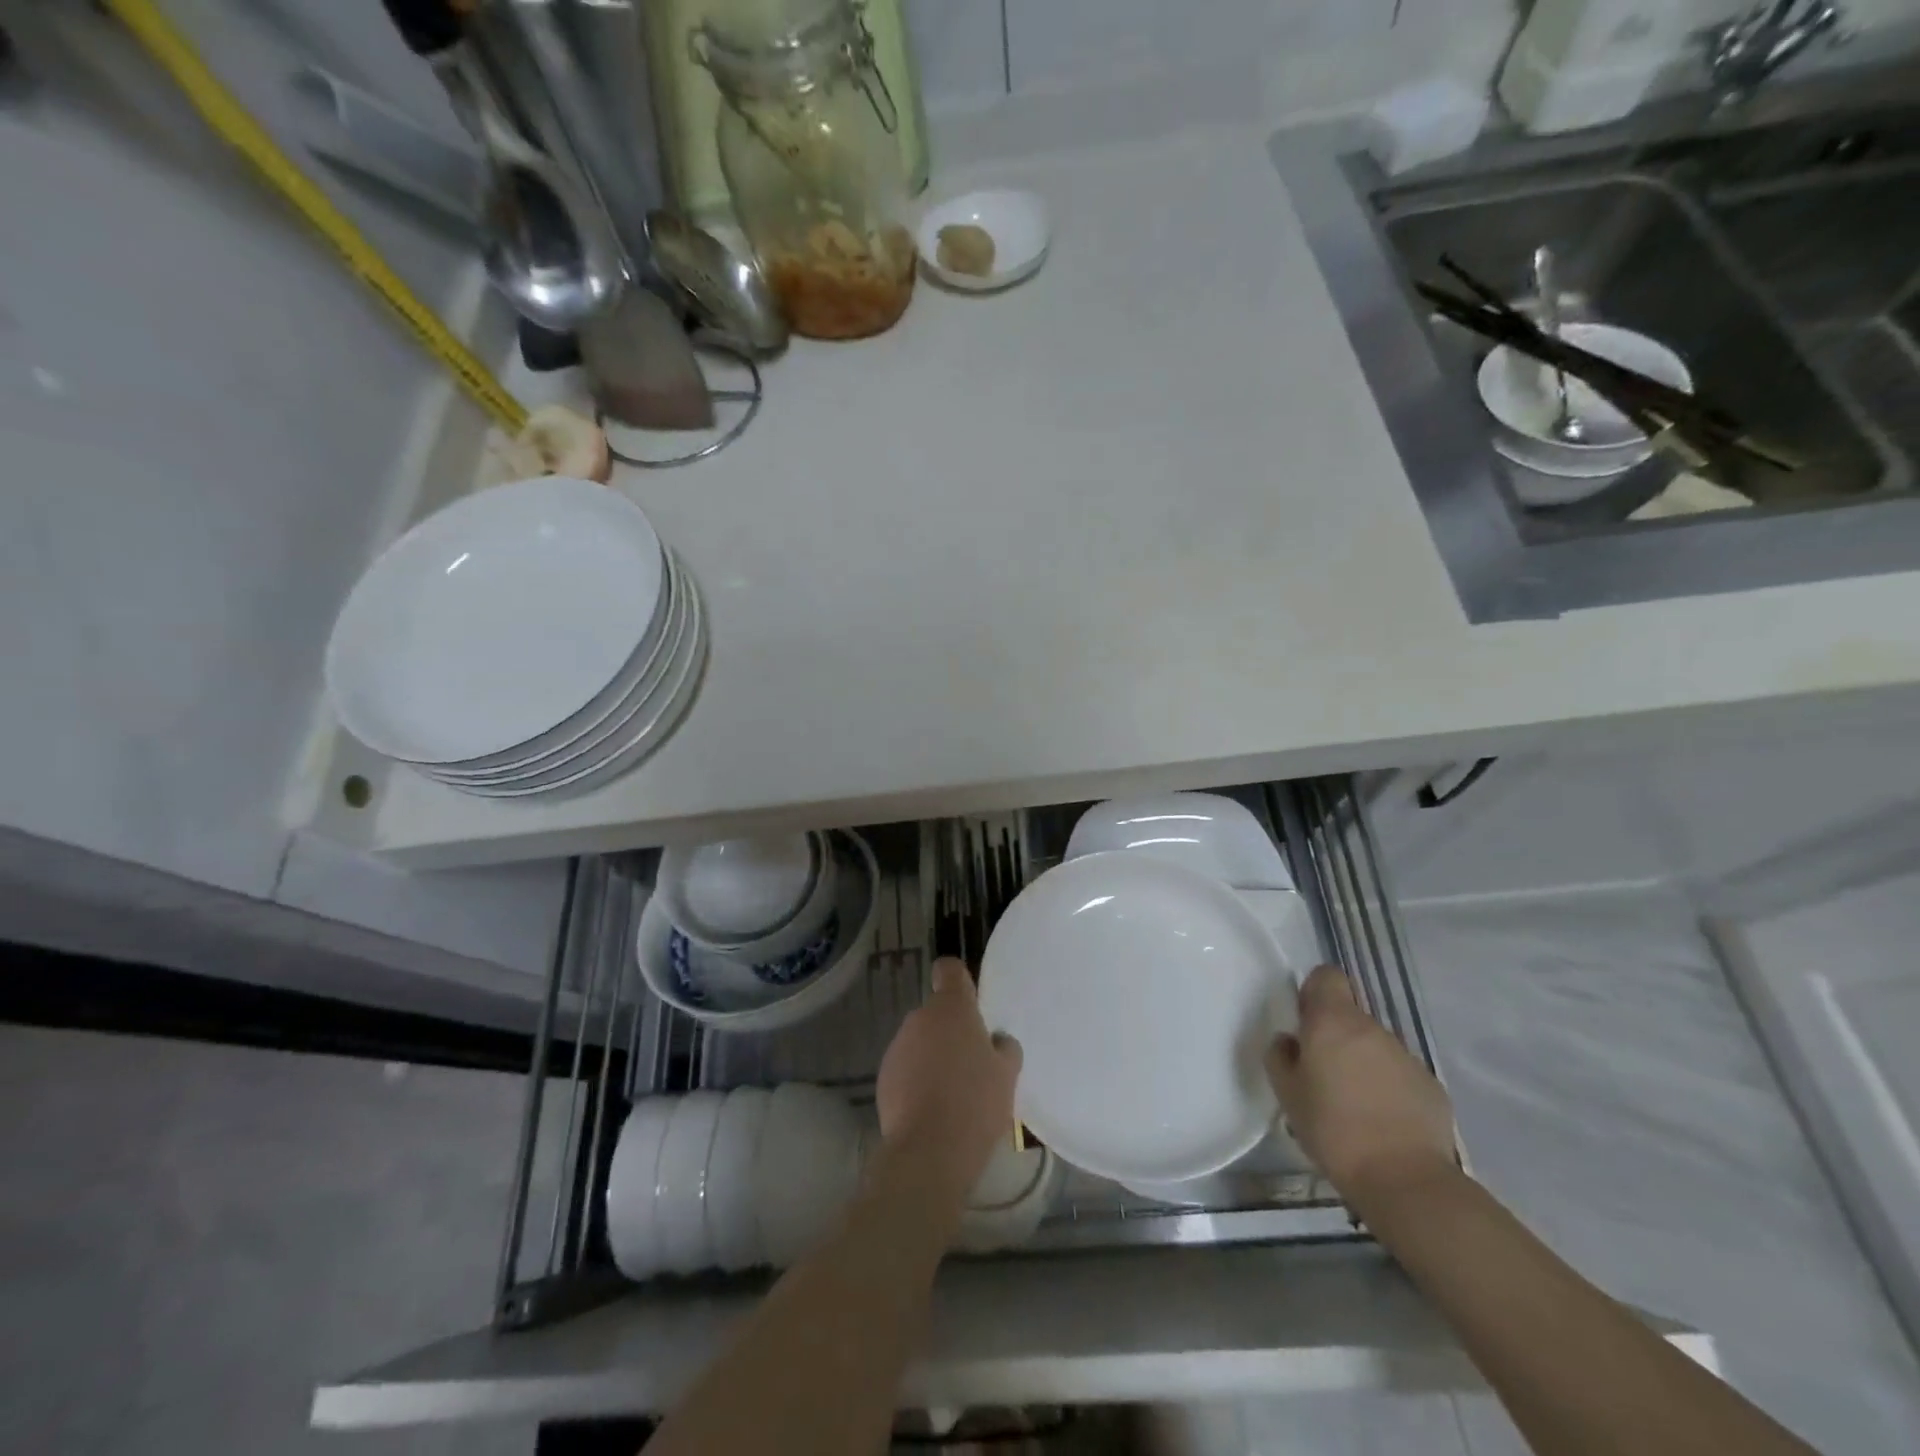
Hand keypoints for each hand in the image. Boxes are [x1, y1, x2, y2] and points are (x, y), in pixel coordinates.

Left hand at [877, 959, 1021, 1184]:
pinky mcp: (883, 1077)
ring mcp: (898, 1046)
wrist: (929, 1150)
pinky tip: (932, 1111)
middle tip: (972, 1064)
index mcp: (952, 1008)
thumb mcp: (1007, 1074)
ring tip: (953, 1094)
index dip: (958, 981)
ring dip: (933, 1057)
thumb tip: (996, 1041)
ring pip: (920, 1042)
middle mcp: (920, 1018)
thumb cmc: (976, 1102)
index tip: (970, 1002)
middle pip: (937, 1013)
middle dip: (951, 1032)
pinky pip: (906, 1069)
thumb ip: (1004, 1048)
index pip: (949, 970)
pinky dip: (917, 1081)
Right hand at [1266, 965, 1455, 1202]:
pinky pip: (1400, 1074)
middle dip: (1336, 1037)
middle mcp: (1372, 1028)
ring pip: (1375, 1046)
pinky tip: (1383, 1122)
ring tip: (1354, 1105)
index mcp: (1333, 1022)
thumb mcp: (1287, 1094)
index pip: (1327, 976)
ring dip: (1362, 1063)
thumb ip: (1280, 1057)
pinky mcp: (1431, 1085)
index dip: (1315, 993)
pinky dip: (1388, 1088)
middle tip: (1323, 1075)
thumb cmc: (1333, 1130)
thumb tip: (1290, 1042)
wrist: (1405, 1179)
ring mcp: (1406, 1056)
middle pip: (1350, 1015)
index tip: (1306, 1023)